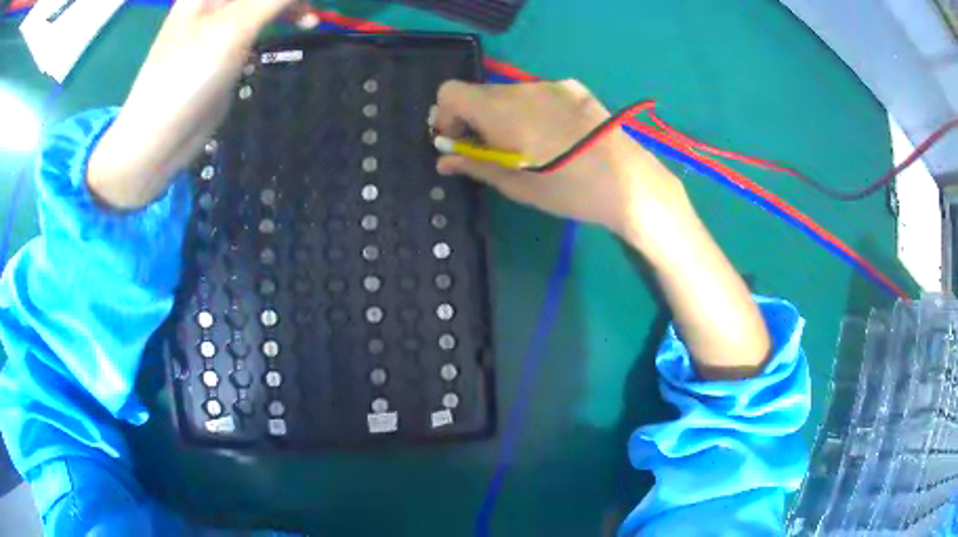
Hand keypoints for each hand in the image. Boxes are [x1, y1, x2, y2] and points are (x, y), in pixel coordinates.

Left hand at [88, 0, 316, 208]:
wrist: (158, 138)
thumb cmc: (187, 77)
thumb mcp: (234, 28)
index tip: (304, 4)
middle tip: (309, 12)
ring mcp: (223, 20)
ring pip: (266, 1)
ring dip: (291, 5)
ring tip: (311, 19)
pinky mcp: (229, 44)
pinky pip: (264, 19)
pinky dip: (284, 18)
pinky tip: (298, 26)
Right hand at [433, 80, 690, 254]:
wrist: (630, 182)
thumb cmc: (569, 190)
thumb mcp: (517, 185)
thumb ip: (475, 165)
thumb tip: (443, 161)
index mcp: (501, 110)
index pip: (450, 92)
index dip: (446, 116)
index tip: (459, 142)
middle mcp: (522, 88)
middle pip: (479, 93)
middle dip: (474, 118)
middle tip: (491, 149)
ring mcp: (552, 85)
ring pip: (509, 93)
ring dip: (503, 114)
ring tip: (527, 145)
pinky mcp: (574, 88)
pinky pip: (537, 93)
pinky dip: (530, 109)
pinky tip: (553, 135)